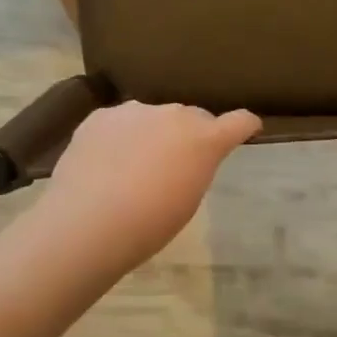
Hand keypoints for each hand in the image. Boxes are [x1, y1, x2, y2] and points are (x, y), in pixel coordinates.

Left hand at [42, 101, 260, 266]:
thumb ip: (195, 168)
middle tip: (176, 163)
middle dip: (190, 134)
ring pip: (153, 117)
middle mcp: (174, 114)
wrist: (88, 222)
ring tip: (134, 166)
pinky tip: (105, 163)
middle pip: (191, 117)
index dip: (245, 125)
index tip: (249, 127)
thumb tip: (186, 157)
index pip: (238, 122)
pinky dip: (120, 137)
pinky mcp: (101, 116)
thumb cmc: (149, 224)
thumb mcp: (187, 200)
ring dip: (153, 133)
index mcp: (204, 139)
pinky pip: (120, 123)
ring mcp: (135, 111)